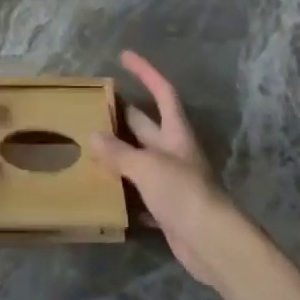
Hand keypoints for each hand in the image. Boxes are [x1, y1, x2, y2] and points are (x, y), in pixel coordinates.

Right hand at [90, 51, 244, 289]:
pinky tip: (101, 191)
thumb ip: (119, 152)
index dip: (146, 72)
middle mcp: (174, 152)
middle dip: (121, 114)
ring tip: (86, 146)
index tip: (125, 55)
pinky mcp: (166, 209)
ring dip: (117, 154)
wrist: (213, 243)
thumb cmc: (184, 193)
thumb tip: (93, 136)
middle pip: (145, 125)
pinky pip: (138, 193)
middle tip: (92, 105)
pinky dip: (122, 192)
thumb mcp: (147, 166)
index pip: (162, 93)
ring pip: (138, 160)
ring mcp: (171, 181)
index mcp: (176, 134)